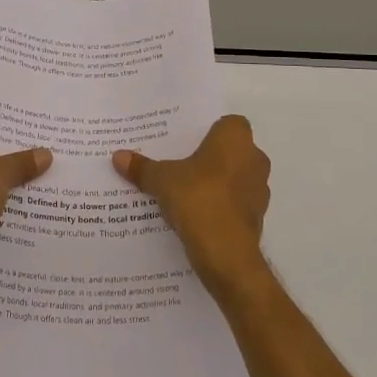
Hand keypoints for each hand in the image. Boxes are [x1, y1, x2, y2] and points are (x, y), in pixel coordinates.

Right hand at [115, 115, 270, 295]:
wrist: (226, 254)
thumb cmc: (198, 199)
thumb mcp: (162, 180)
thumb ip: (142, 167)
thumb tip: (117, 156)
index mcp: (236, 139)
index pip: (228, 123)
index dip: (208, 130)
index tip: (185, 140)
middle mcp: (254, 158)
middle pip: (230, 150)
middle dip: (209, 157)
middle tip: (178, 163)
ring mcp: (258, 190)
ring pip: (234, 178)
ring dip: (215, 183)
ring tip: (183, 191)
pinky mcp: (256, 217)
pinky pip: (234, 203)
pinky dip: (219, 206)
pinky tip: (195, 215)